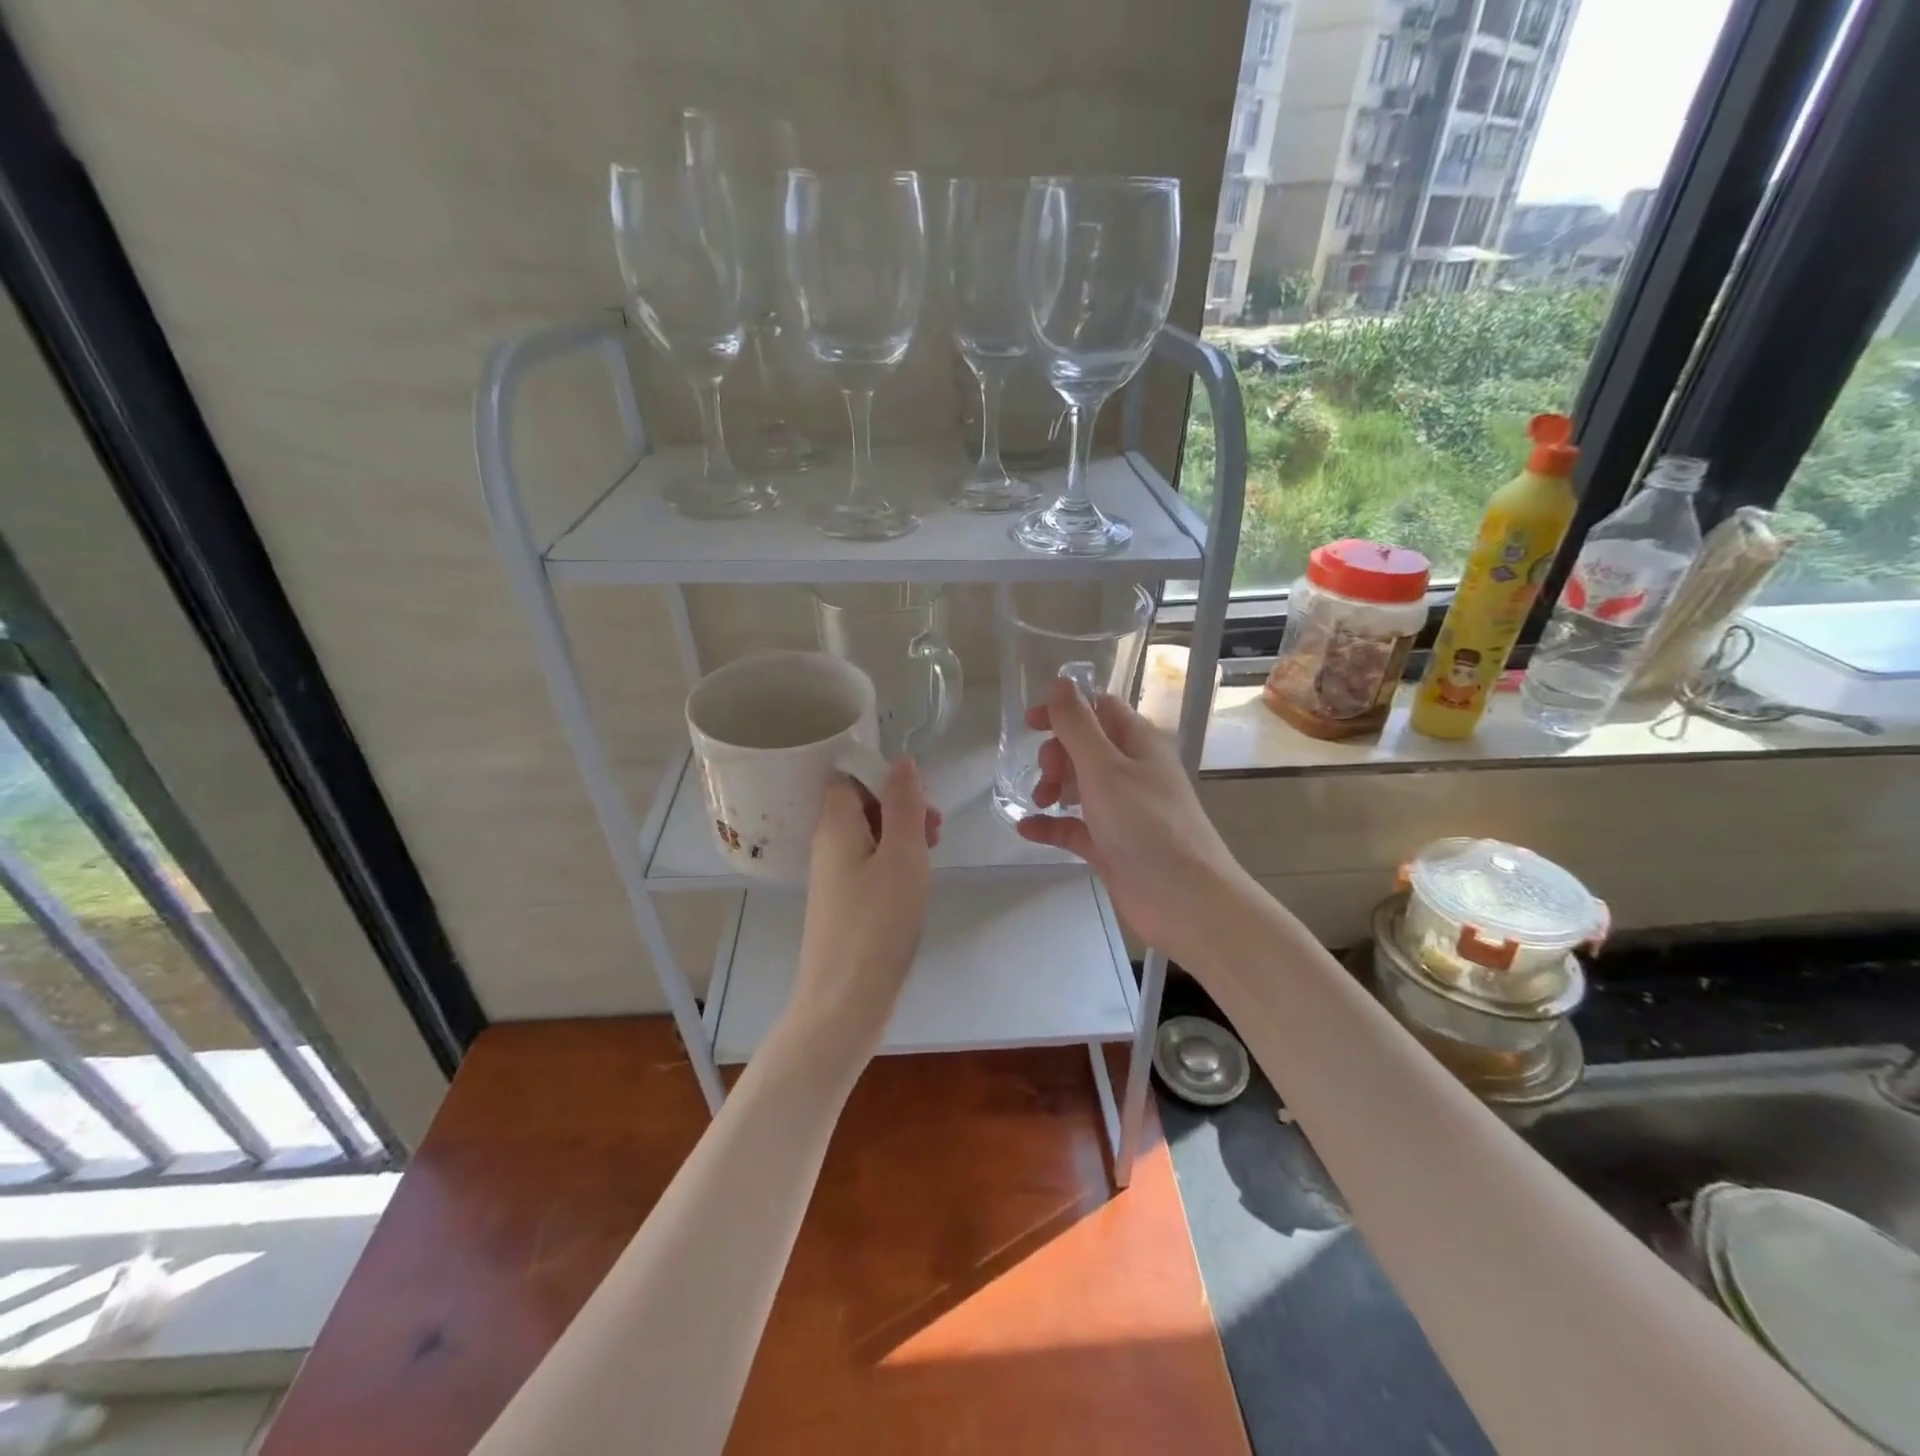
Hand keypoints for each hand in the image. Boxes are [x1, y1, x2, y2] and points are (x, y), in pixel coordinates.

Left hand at [787, 759, 938, 1065]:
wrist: (845, 1001)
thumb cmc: (877, 923)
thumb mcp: (902, 855)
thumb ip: (903, 804)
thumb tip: (901, 761)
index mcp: (836, 825)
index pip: (849, 776)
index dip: (884, 775)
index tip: (919, 795)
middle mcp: (828, 844)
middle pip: (861, 803)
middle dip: (900, 805)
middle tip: (935, 828)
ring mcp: (834, 876)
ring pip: (869, 835)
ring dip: (902, 834)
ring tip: (934, 851)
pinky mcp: (844, 903)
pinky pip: (869, 864)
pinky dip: (894, 861)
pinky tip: (916, 880)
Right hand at [1014, 677, 1247, 963]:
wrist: (1184, 900)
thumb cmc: (1146, 825)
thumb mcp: (1105, 768)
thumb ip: (1078, 725)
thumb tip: (1060, 681)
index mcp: (1137, 742)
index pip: (1098, 708)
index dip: (1064, 710)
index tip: (1030, 725)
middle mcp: (1131, 770)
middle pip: (1084, 746)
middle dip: (1056, 754)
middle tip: (1047, 776)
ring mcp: (1121, 809)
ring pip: (1078, 784)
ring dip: (1052, 786)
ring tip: (1040, 802)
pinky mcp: (1111, 844)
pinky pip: (1074, 826)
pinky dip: (1051, 824)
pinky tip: (1026, 829)